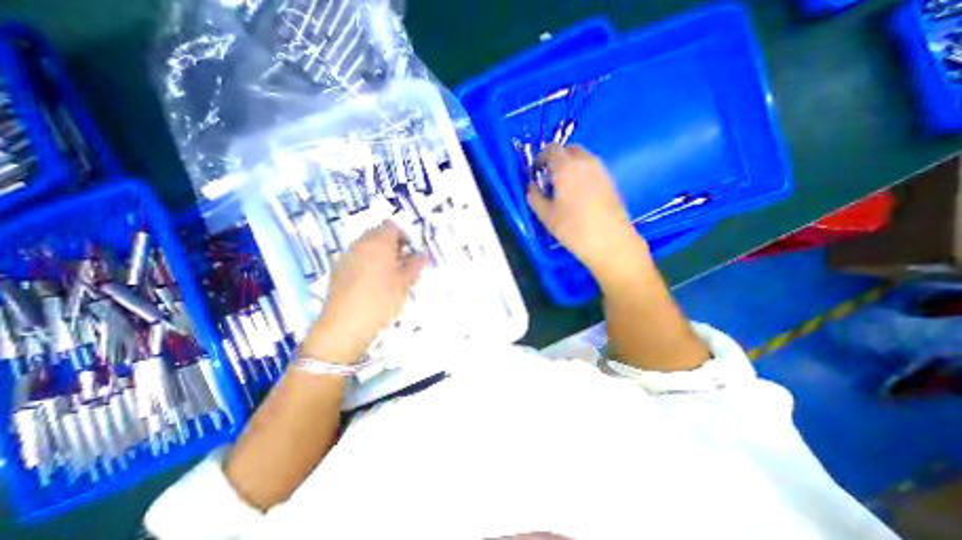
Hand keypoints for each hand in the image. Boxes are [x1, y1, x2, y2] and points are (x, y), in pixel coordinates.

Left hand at [298, 221, 423, 364]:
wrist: (344, 326)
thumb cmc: (380, 300)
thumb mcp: (403, 283)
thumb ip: (414, 266)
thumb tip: (422, 256)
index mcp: (377, 243)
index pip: (391, 227)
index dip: (404, 237)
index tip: (411, 254)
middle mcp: (359, 245)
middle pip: (377, 235)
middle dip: (392, 246)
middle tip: (403, 265)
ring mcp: (346, 257)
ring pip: (367, 247)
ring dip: (380, 255)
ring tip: (390, 276)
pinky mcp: (338, 271)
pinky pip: (357, 259)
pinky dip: (367, 264)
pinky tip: (373, 284)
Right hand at [525, 146, 645, 276]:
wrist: (610, 242)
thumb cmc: (573, 228)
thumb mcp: (546, 215)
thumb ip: (534, 197)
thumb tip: (531, 187)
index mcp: (566, 167)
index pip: (551, 149)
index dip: (541, 157)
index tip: (536, 172)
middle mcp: (586, 162)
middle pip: (569, 149)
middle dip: (557, 159)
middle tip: (549, 178)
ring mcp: (601, 170)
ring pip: (582, 158)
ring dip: (570, 165)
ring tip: (564, 187)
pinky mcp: (611, 180)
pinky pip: (592, 168)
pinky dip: (582, 173)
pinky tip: (579, 194)